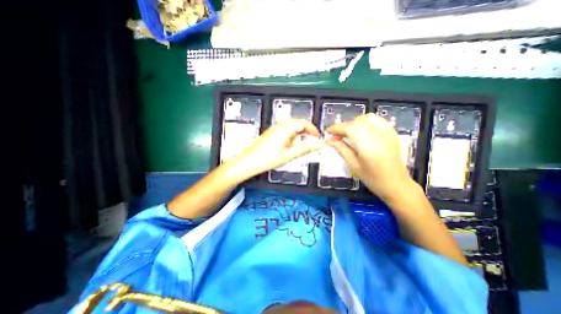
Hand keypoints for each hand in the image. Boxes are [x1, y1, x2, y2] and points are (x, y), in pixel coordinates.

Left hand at [230, 118, 321, 181]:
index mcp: (285, 129)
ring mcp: (274, 128)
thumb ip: (305, 149)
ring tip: (304, 142)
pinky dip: (293, 134)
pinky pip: (285, 129)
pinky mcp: (271, 132)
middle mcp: (279, 126)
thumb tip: (317, 145)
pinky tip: (292, 143)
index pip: (303, 123)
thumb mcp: (289, 155)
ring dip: (300, 132)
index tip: (318, 136)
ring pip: (292, 126)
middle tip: (313, 139)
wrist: (249, 162)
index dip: (313, 129)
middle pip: (298, 122)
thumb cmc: (266, 159)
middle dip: (307, 130)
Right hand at [328, 112, 412, 200]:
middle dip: (343, 127)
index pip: (349, 128)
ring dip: (354, 123)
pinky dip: (365, 121)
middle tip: (336, 136)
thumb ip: (342, 149)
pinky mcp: (391, 132)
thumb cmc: (373, 178)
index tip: (327, 132)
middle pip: (356, 122)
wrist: (396, 184)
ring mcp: (386, 132)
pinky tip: (361, 129)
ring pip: (366, 118)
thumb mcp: (353, 165)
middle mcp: (378, 135)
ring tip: (348, 133)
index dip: (336, 128)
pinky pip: (377, 120)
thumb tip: (329, 141)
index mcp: (367, 145)